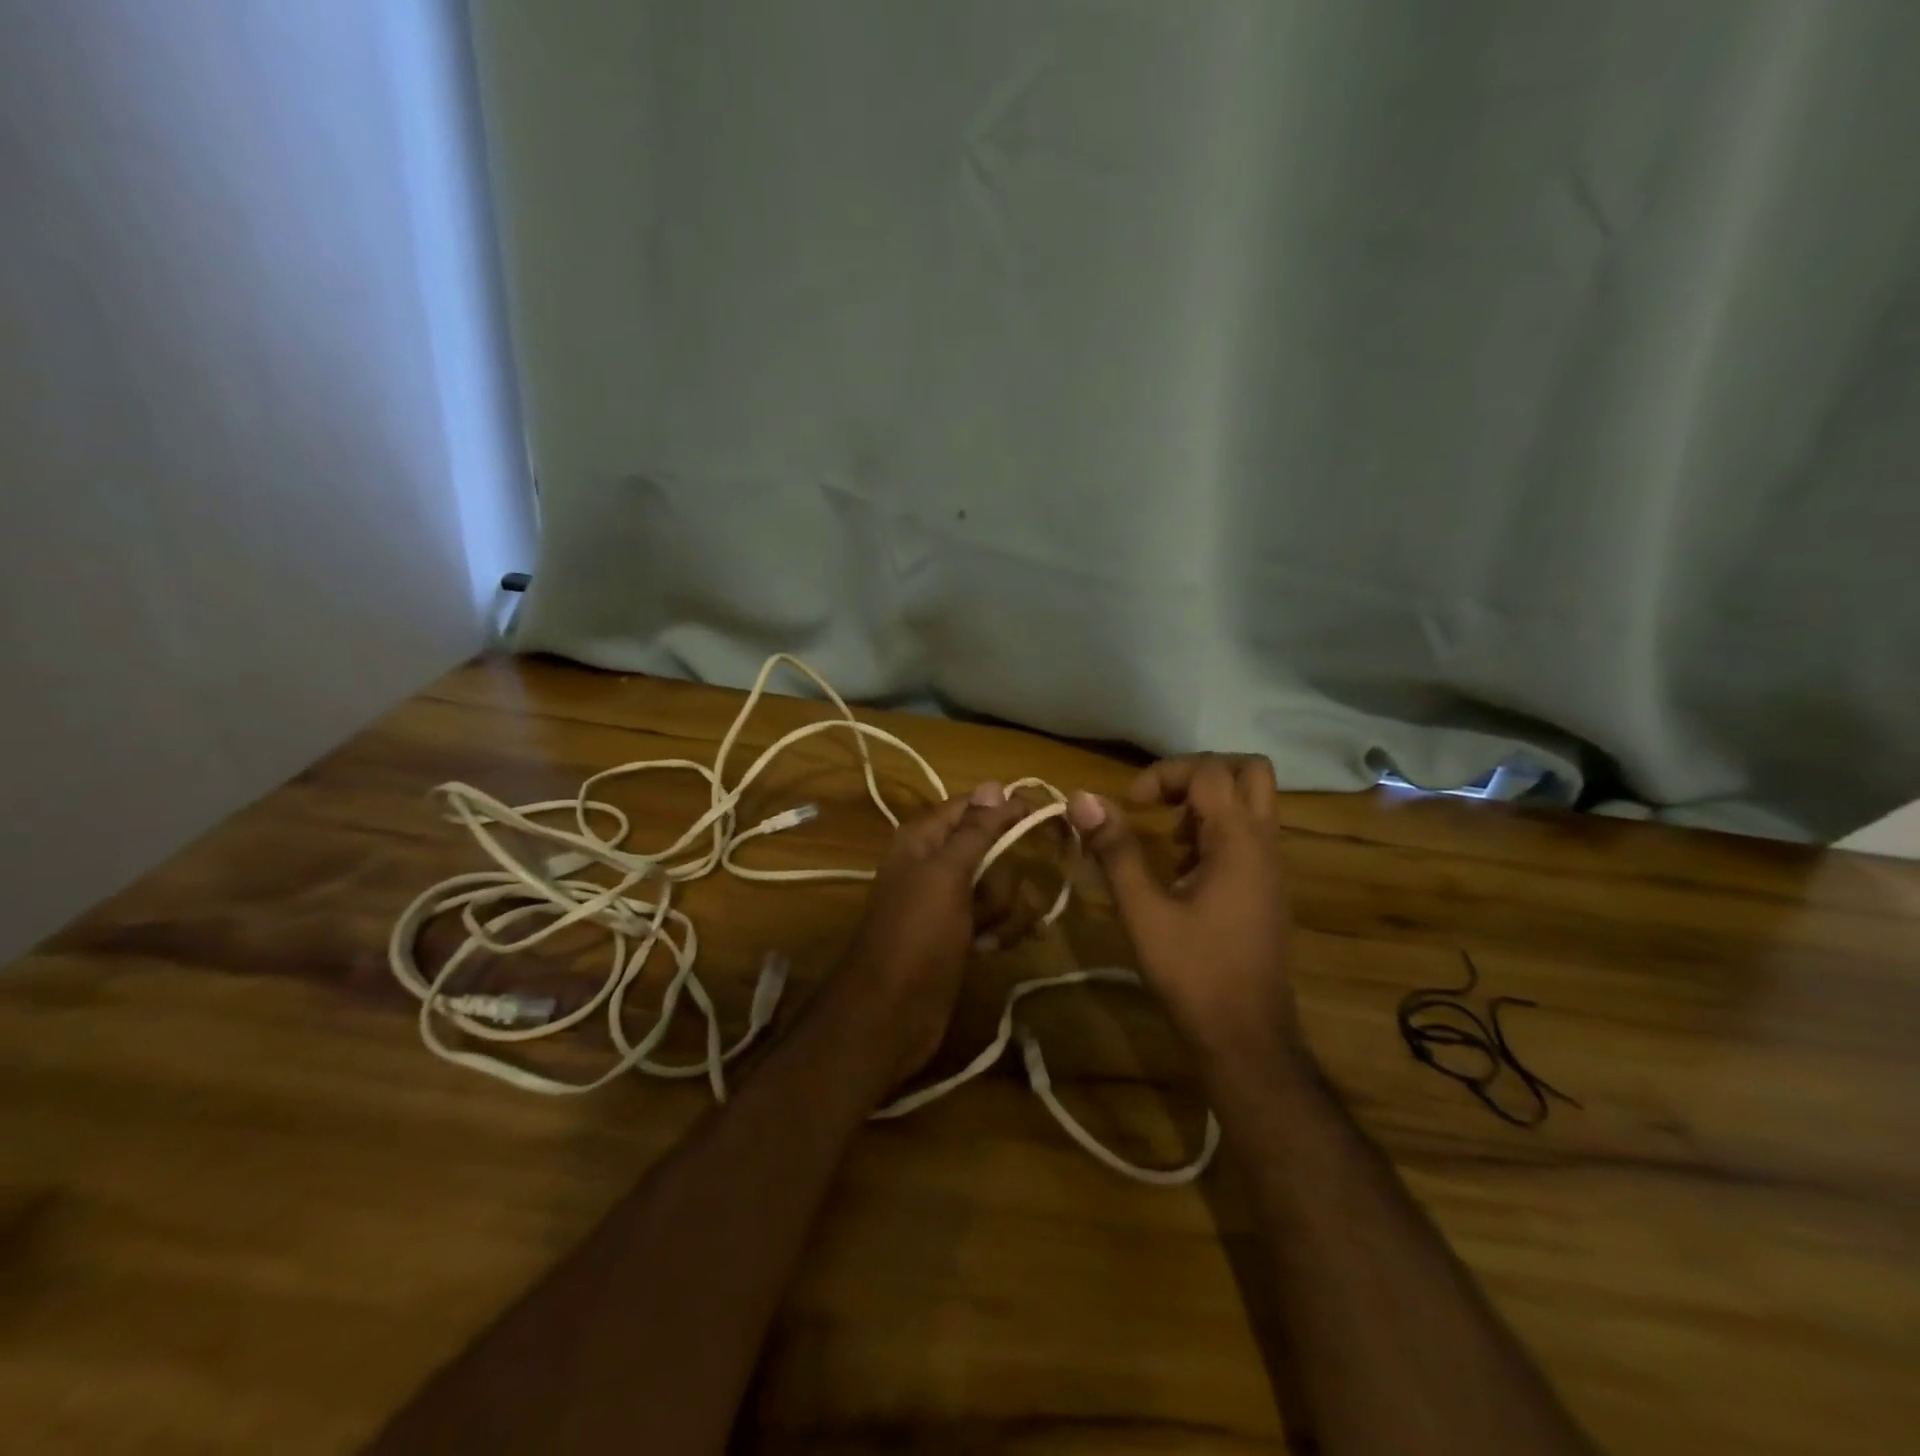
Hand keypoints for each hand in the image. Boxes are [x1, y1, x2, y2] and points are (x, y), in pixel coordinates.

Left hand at [829, 782, 1029, 1091]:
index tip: (1042, 819)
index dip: (1006, 811)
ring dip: (1003, 912)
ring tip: (984, 936)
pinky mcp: (960, 935)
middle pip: (993, 850)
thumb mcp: (946, 875)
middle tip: (988, 901)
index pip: (974, 807)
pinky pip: (995, 919)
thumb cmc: (916, 935)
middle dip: (1002, 878)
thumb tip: (994, 784)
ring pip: (999, 888)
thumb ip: (974, 830)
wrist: (890, 1013)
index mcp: (925, 839)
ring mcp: (948, 902)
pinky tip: (985, 951)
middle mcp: (936, 864)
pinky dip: (997, 933)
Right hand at [1066, 754, 1303, 1070]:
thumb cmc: (1193, 972)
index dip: (1163, 773)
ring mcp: (1272, 866)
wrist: (1246, 1037)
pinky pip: (1250, 834)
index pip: (1208, 770)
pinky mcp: (1268, 888)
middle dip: (1200, 773)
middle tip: (1161, 799)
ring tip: (1168, 835)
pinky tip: (1183, 869)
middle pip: (1249, 771)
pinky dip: (1218, 829)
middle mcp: (1265, 843)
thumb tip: (1082, 798)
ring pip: (1253, 802)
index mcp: (1239, 840)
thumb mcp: (1143, 911)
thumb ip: (1115, 849)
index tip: (1130, 804)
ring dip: (1210, 802)